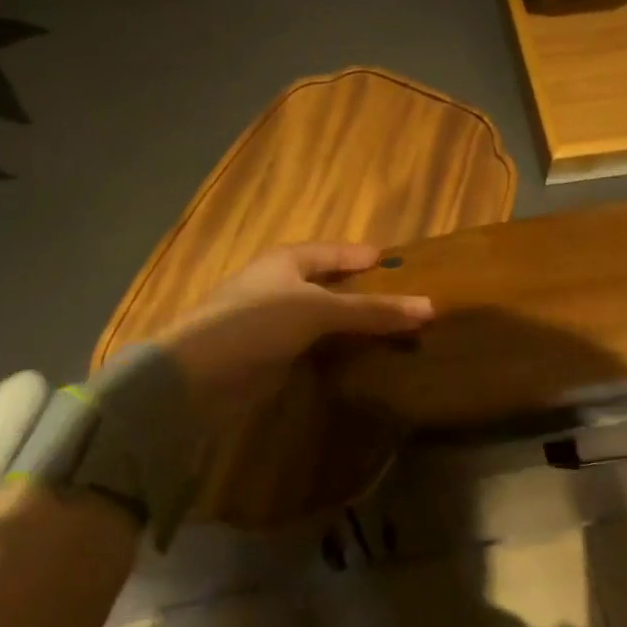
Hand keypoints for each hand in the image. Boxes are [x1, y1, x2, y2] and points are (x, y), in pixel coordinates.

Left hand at [157, 242, 433, 440]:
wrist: (197, 375)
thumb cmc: (258, 322)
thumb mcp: (321, 310)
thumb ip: (373, 310)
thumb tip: (430, 307)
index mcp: (287, 260)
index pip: (333, 252)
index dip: (362, 256)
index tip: (394, 261)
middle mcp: (278, 285)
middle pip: (328, 284)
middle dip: (361, 291)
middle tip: (401, 299)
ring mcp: (270, 321)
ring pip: (321, 317)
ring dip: (350, 324)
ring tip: (390, 330)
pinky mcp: (267, 354)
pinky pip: (312, 345)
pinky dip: (334, 349)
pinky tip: (357, 357)